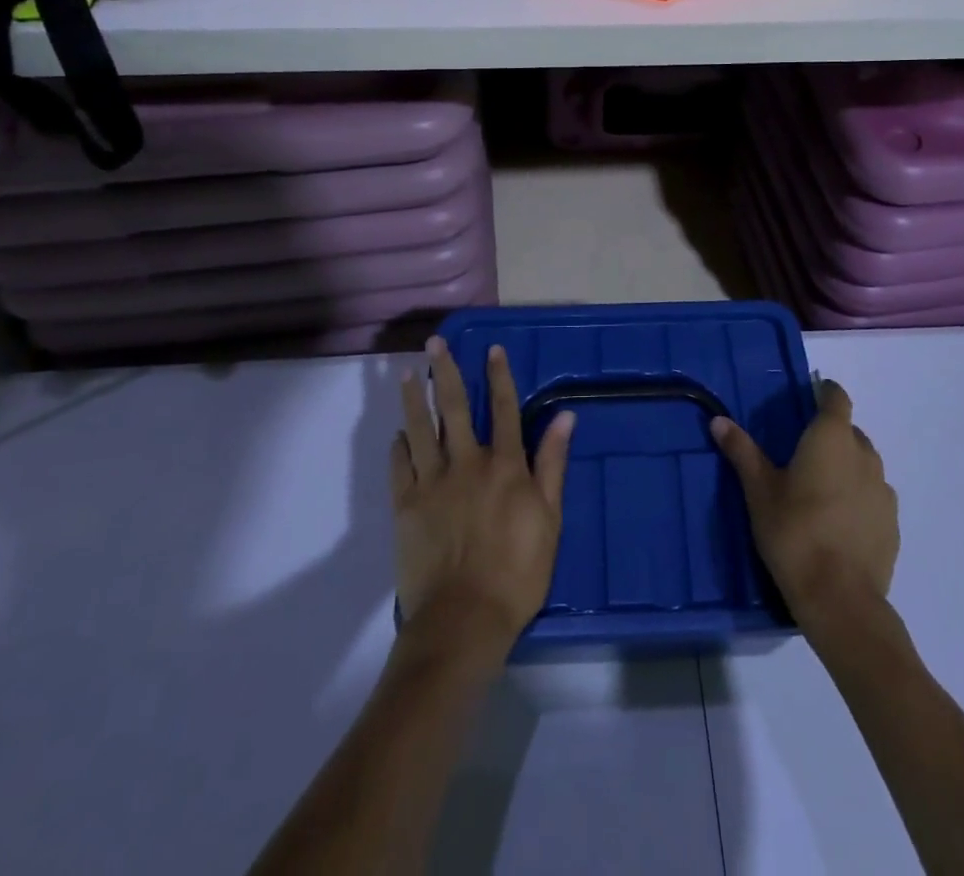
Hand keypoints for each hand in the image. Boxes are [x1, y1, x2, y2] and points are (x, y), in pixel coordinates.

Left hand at [391, 339, 575, 662]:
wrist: (464, 620)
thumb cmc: (518, 572)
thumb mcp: (550, 519)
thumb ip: (552, 464)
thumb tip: (565, 417)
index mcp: (505, 465)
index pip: (503, 408)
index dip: (499, 376)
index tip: (492, 348)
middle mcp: (467, 462)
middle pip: (454, 407)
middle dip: (444, 371)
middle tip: (434, 343)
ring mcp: (432, 482)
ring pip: (420, 429)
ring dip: (412, 398)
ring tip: (405, 374)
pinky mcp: (406, 506)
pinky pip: (400, 466)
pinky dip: (398, 446)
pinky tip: (397, 433)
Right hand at [710, 378, 898, 628]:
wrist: (840, 600)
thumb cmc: (794, 533)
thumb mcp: (760, 491)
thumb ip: (742, 452)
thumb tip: (719, 420)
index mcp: (832, 438)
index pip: (836, 398)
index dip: (824, 393)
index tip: (809, 397)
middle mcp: (864, 455)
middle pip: (850, 432)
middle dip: (830, 435)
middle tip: (802, 452)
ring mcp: (883, 491)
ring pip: (864, 465)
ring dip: (846, 467)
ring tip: (819, 489)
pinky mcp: (892, 524)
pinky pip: (873, 497)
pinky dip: (858, 498)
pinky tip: (838, 522)